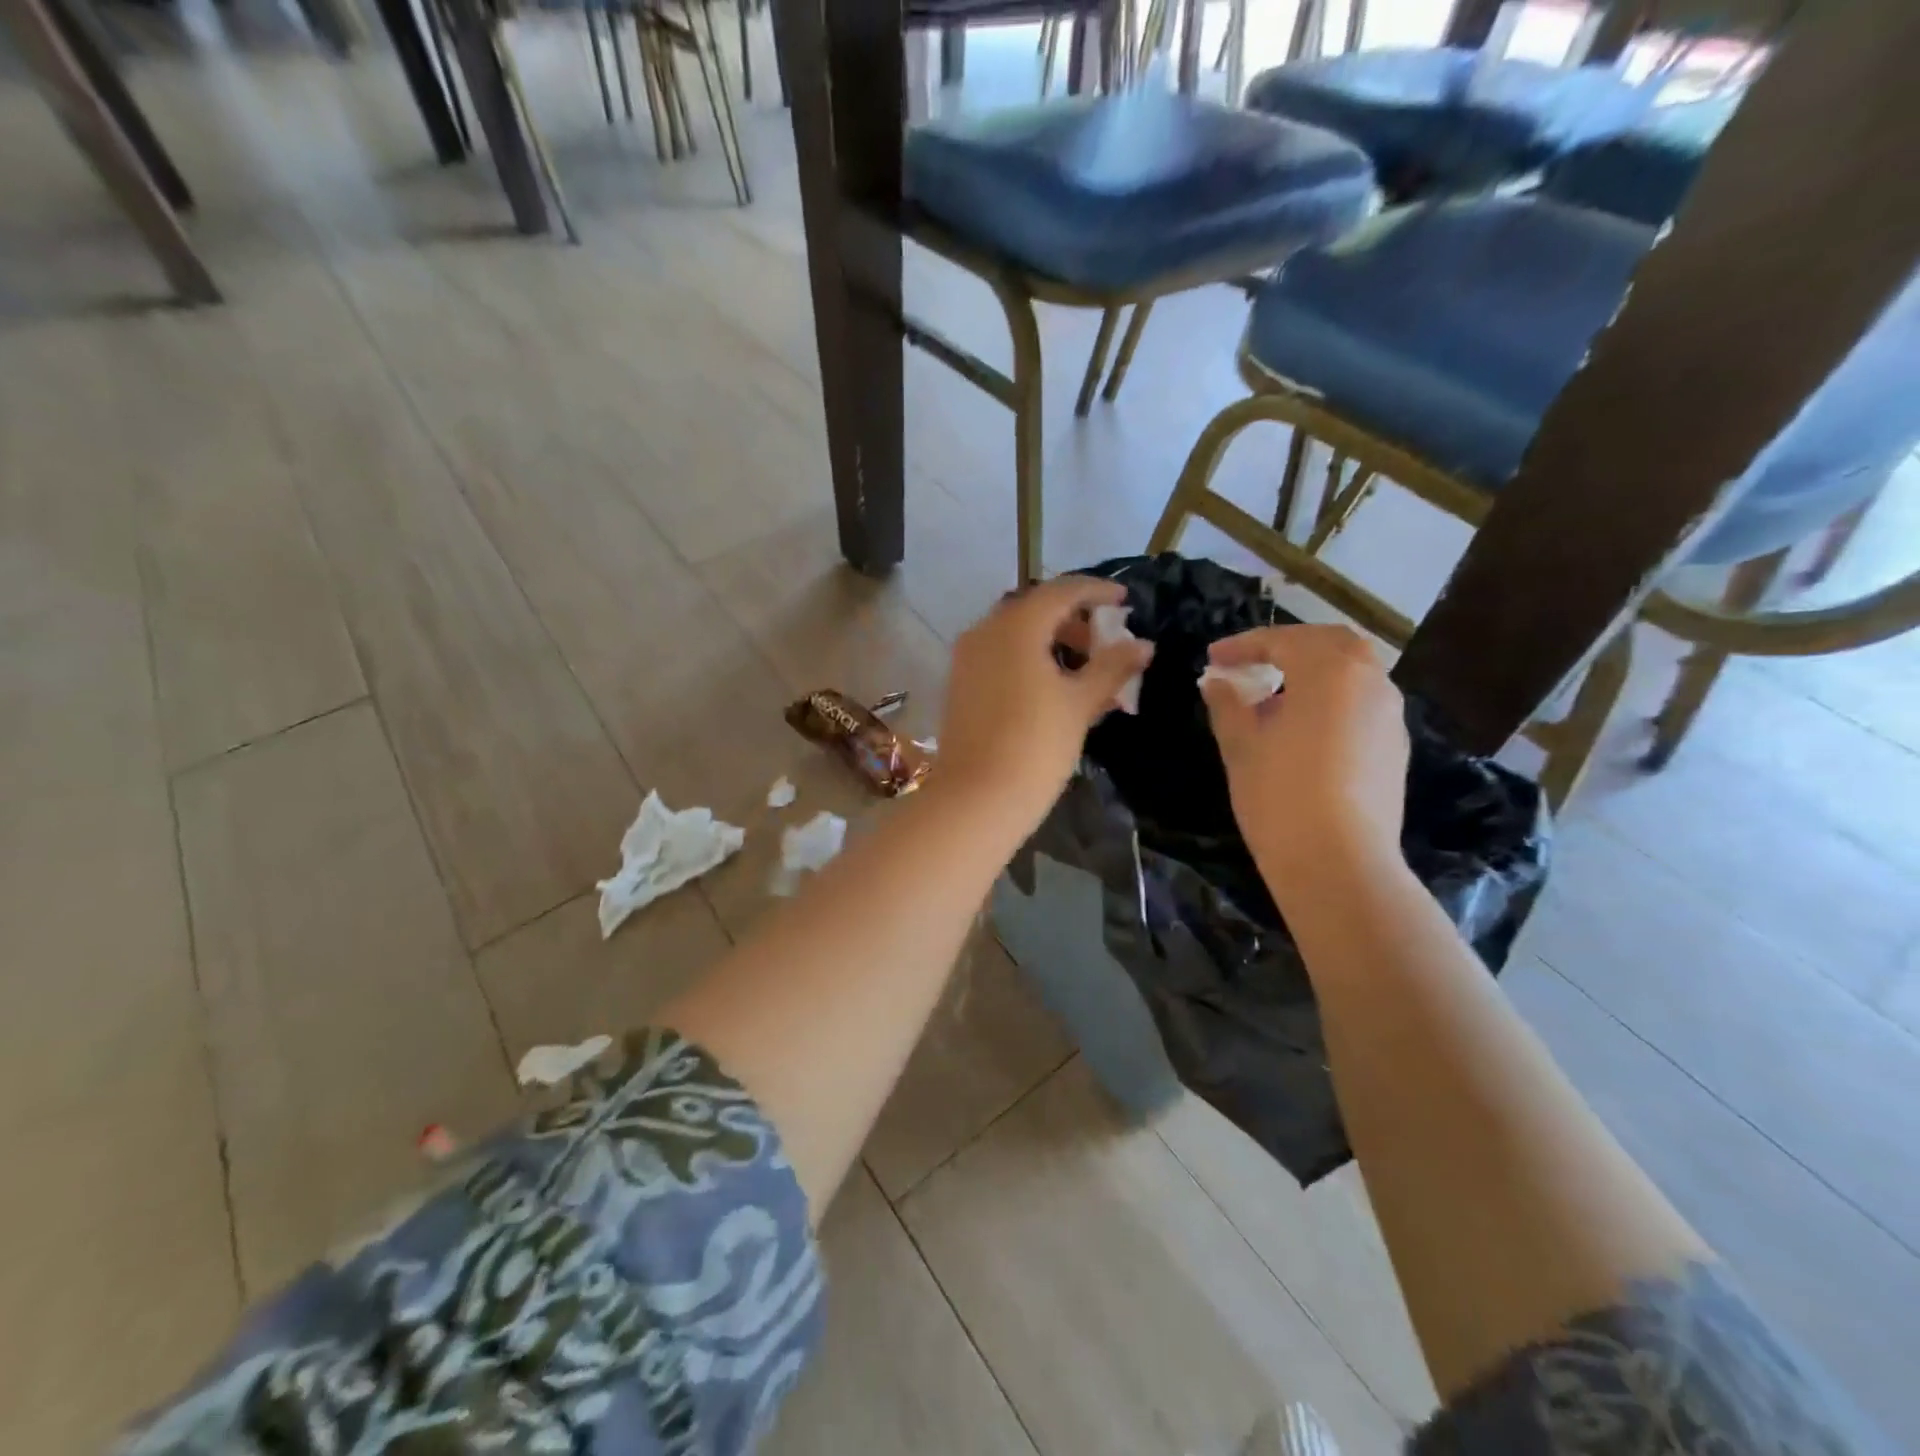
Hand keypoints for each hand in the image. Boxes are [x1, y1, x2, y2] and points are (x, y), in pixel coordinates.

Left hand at [934, 576, 1153, 827]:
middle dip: (1074, 621)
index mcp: (1016, 626)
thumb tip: (1143, 645)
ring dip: (1051, 643)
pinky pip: (1000, 657)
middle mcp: (985, 631)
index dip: (1097, 591)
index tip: (1125, 600)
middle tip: (1105, 643)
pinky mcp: (960, 684)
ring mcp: (967, 658)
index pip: (1062, 591)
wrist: (976, 797)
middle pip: (1035, 610)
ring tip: (1085, 673)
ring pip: (1016, 635)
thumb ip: (1112, 667)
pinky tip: (1052, 689)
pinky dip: (1029, 660)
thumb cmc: (1036, 745)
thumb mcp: (1080, 704)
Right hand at [1200, 624, 1407, 888]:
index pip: (1282, 641)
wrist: (1338, 862)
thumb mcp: (1240, 745)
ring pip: (1352, 672)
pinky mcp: (1394, 747)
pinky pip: (1361, 702)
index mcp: (1330, 671)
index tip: (1212, 658)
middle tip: (1251, 663)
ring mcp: (1389, 715)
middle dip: (1288, 646)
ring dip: (1313, 672)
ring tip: (1274, 697)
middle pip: (1330, 643)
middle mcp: (1370, 681)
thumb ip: (1227, 704)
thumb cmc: (1280, 795)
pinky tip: (1304, 728)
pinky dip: (1332, 698)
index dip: (1243, 645)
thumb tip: (1216, 681)